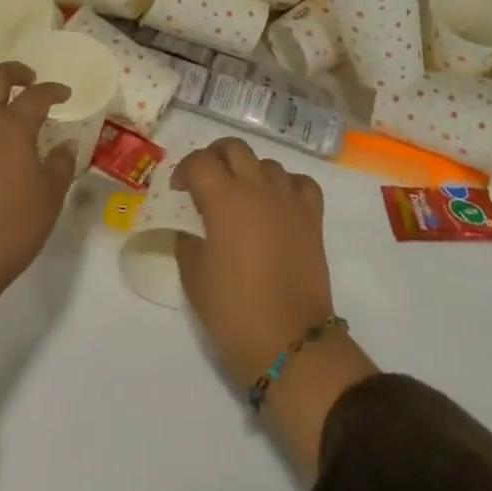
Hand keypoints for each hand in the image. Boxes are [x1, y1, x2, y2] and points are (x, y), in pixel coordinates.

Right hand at [173, 139, 377, 478]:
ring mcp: (289, 199)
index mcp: (225, 199)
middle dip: (215, 157)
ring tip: (241, 197)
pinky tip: (277, 203)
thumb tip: (190, 226)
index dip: (184, 169)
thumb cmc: (234, 311)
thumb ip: (187, 240)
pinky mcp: (312, 217)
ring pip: (267, 163)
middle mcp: (258, 188)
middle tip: (205, 181)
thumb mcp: (194, 276)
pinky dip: (286, 185)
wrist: (290, 341)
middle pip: (235, 148)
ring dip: (249, 171)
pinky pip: (300, 183)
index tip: (178, 191)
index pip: (200, 161)